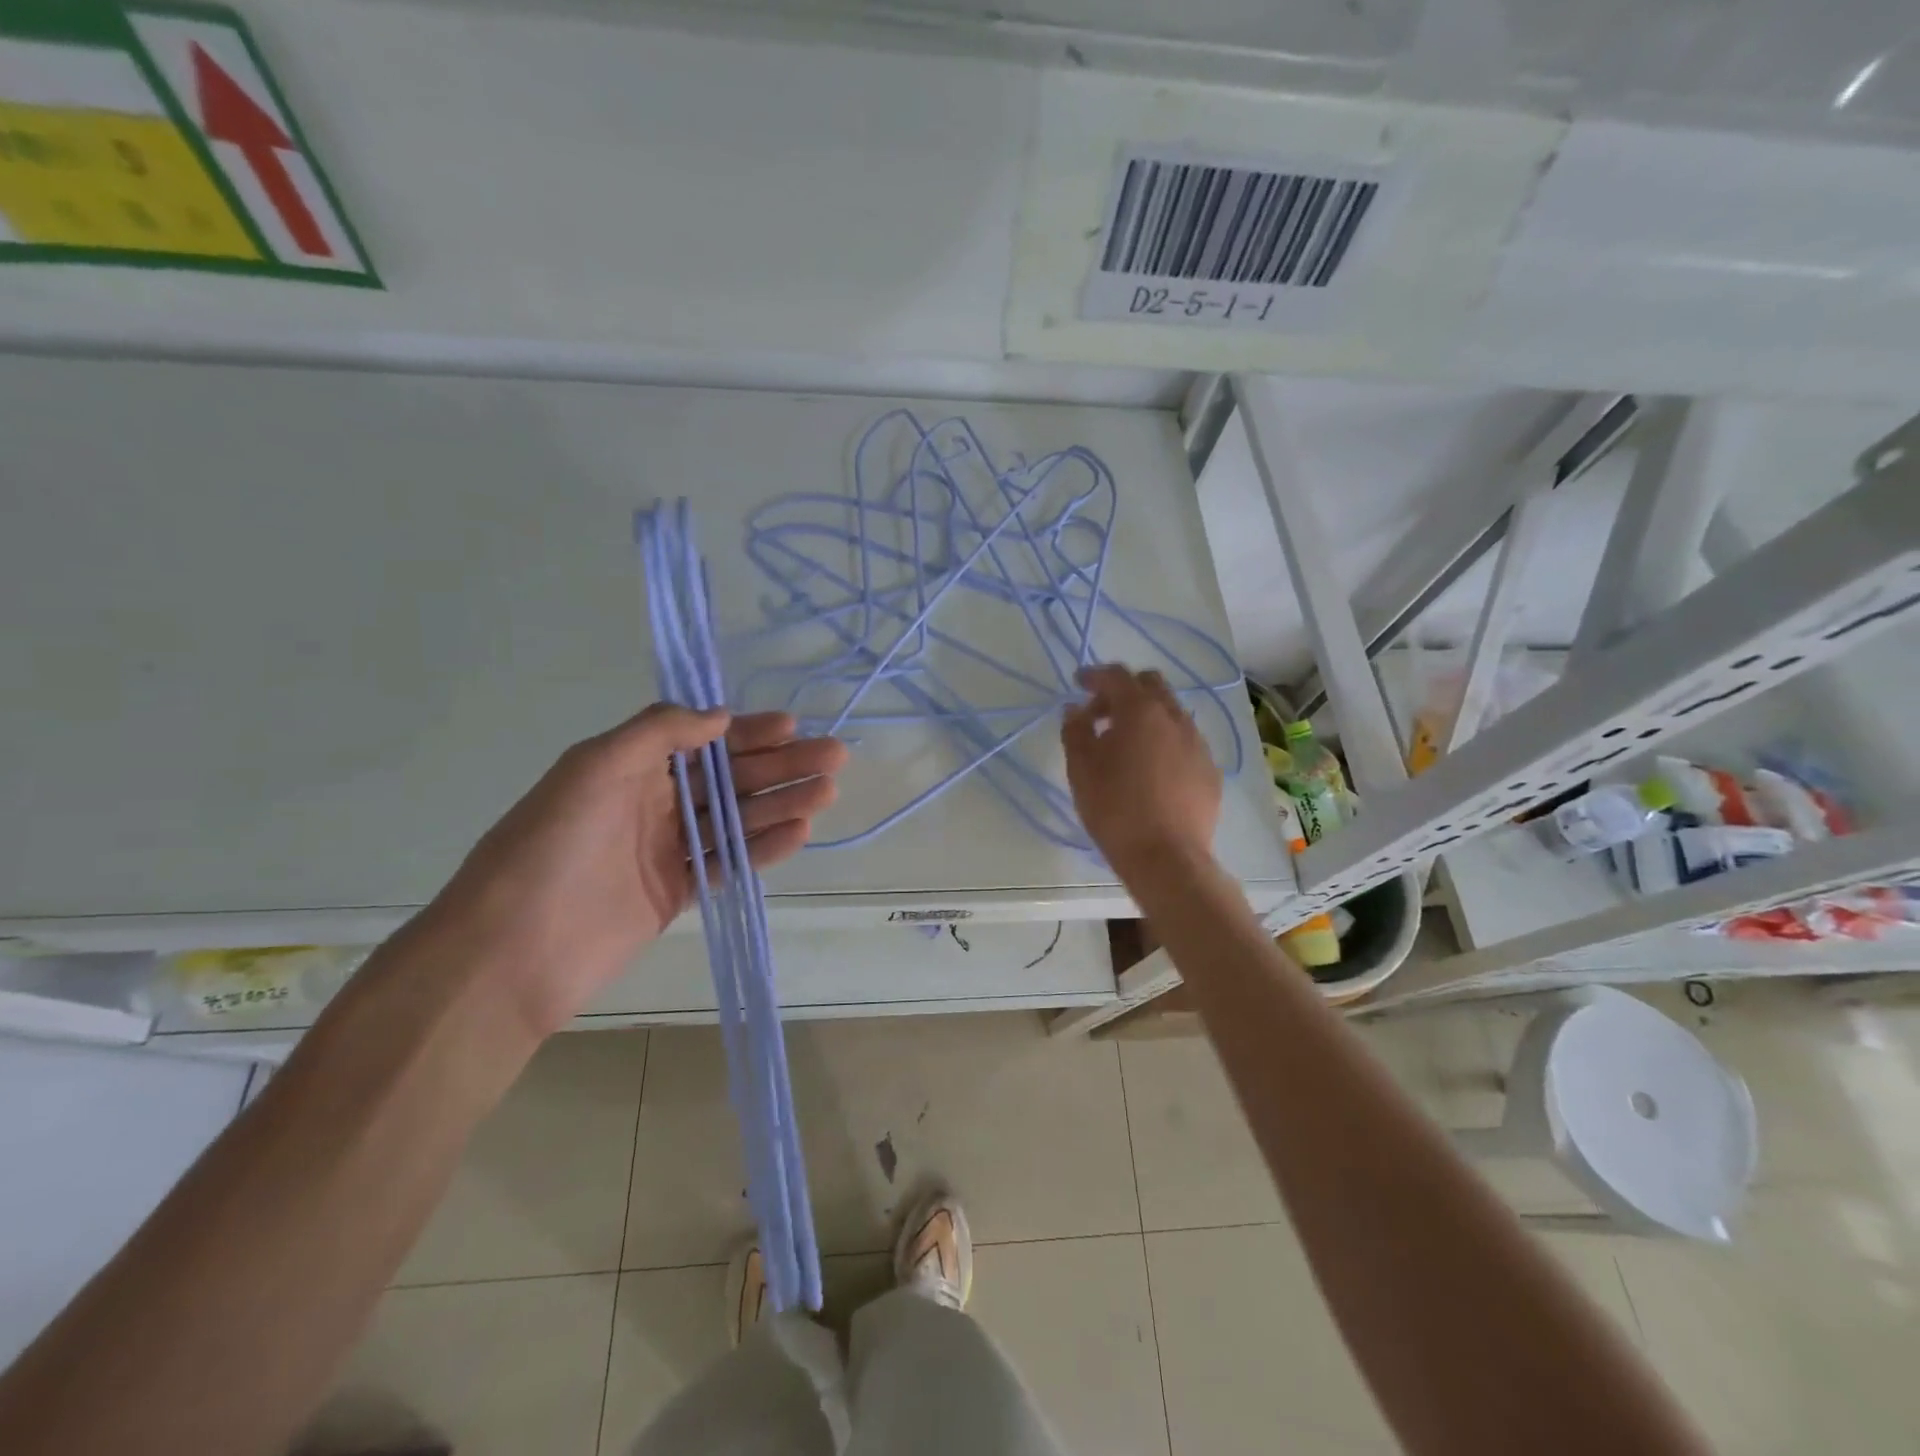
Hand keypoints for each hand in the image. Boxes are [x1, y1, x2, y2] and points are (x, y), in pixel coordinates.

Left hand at [421, 705, 847, 1035]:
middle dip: (780, 765)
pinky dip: (763, 849)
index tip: (791, 726)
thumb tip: (719, 716)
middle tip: (833, 758)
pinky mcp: (676, 893)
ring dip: (781, 804)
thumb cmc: (548, 847)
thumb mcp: (592, 769)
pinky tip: (799, 834)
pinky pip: (727, 863)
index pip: (701, 740)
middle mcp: (651, 802)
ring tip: (825, 793)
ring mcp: (665, 850)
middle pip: (728, 778)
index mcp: (628, 767)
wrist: (510, 953)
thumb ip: (656, 733)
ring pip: (736, 819)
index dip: (748, 732)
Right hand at [1062, 664, 1220, 880]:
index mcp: (1140, 712)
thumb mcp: (1081, 769)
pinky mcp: (1210, 771)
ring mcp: (1197, 744)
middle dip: (1124, 691)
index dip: (1095, 675)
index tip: (1078, 683)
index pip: (1117, 676)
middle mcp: (1174, 718)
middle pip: (1151, 685)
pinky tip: (1152, 771)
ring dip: (1147, 717)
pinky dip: (1165, 743)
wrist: (1166, 858)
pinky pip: (1185, 743)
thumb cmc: (1115, 809)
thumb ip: (1076, 731)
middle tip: (1101, 715)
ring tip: (1126, 746)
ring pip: (1171, 714)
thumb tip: (1075, 710)